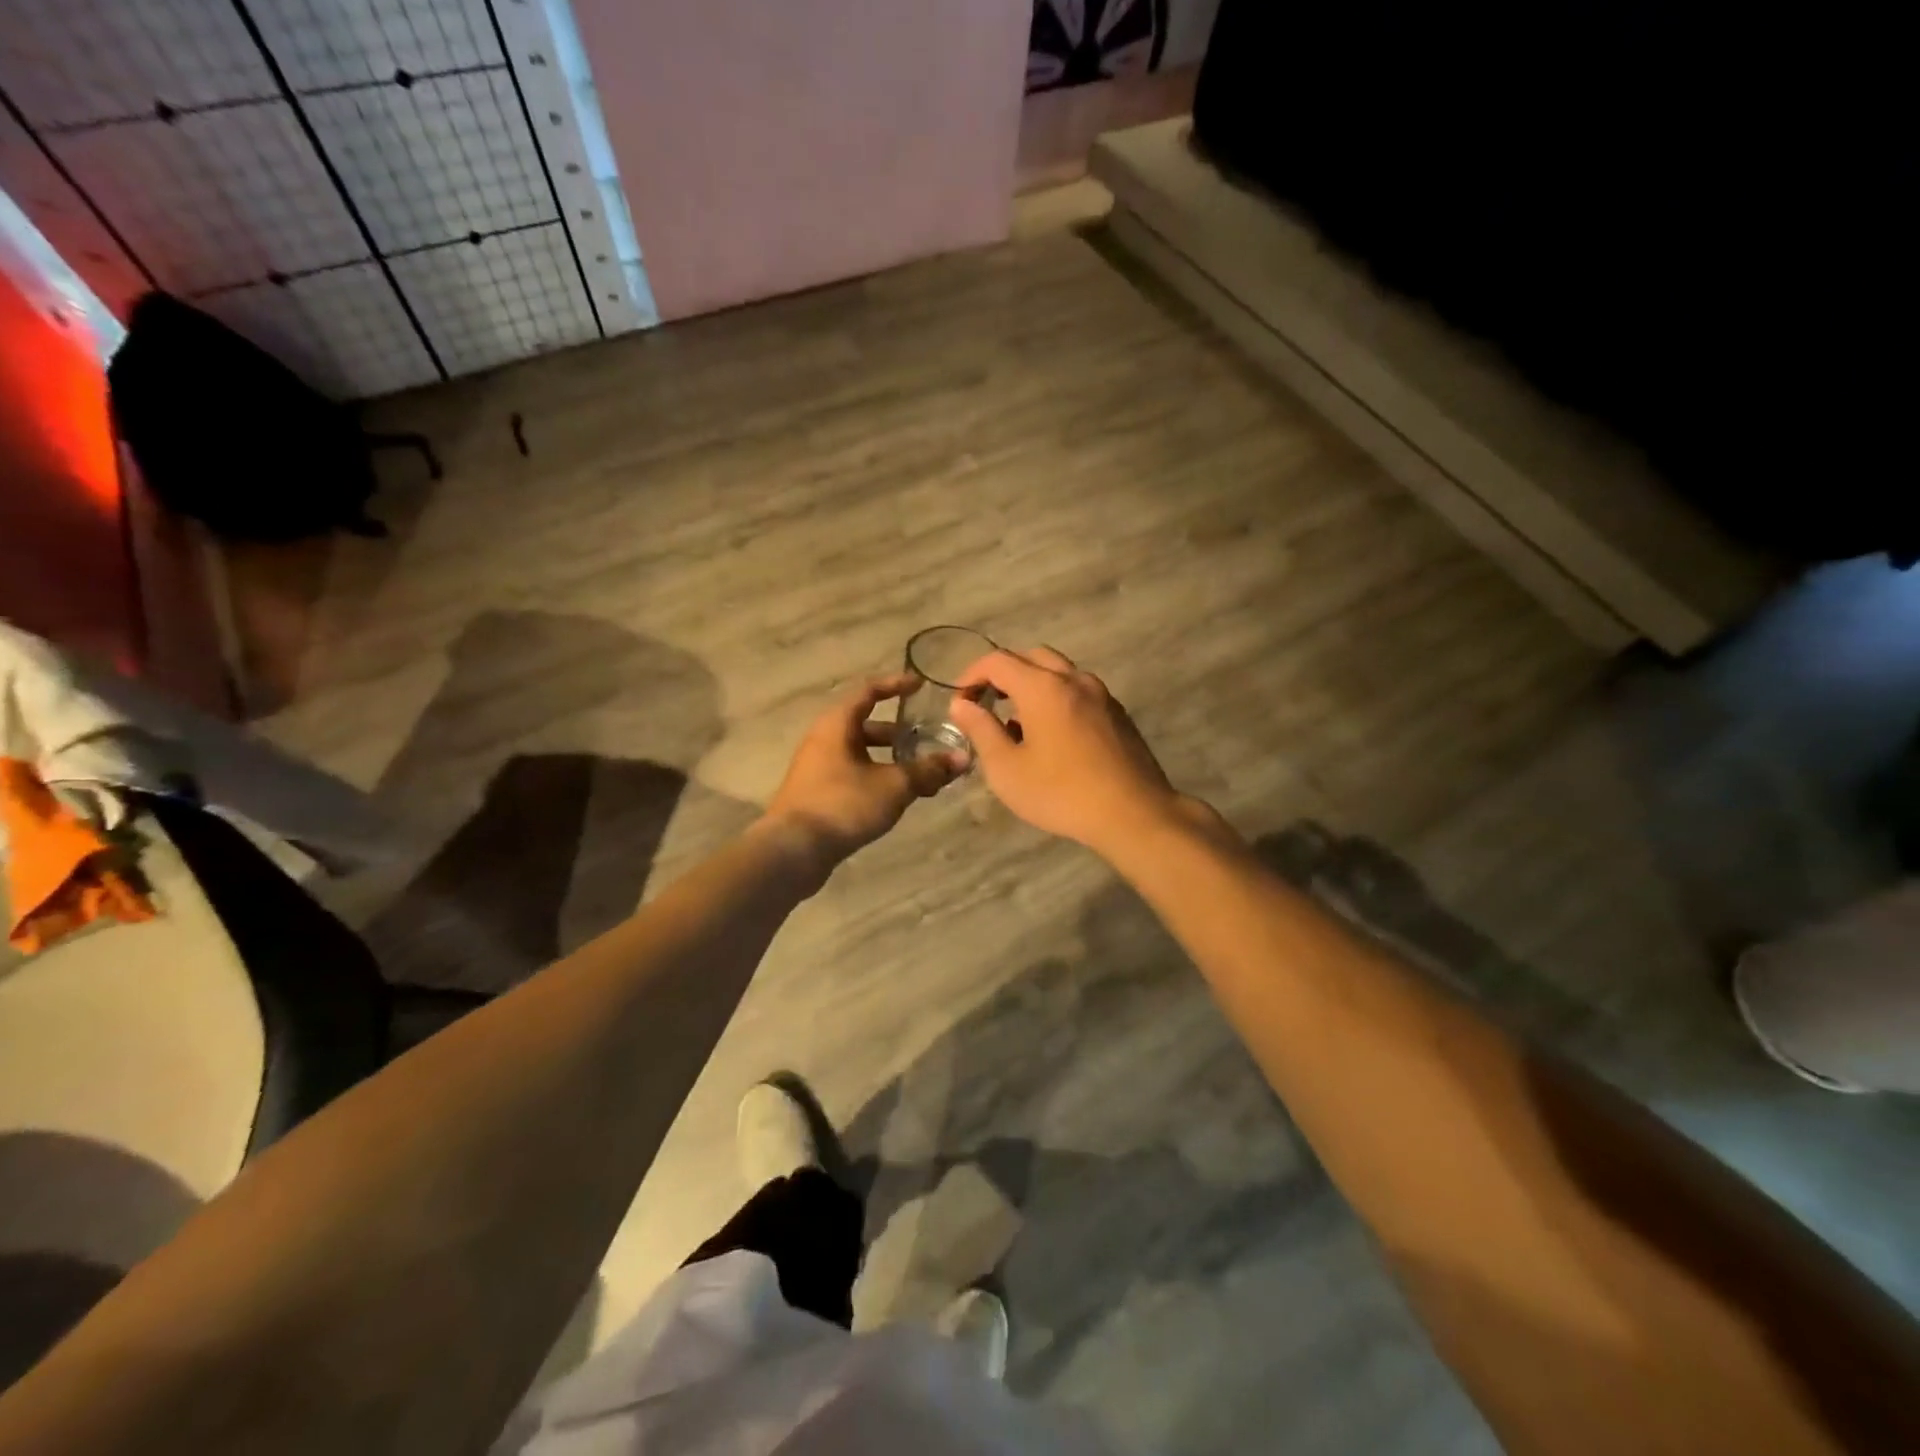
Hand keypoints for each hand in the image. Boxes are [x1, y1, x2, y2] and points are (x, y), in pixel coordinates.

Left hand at [764, 673, 963, 868]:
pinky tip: (897, 798)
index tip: (920, 685)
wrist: (793, 850)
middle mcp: (824, 739)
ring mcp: (818, 768)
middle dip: (899, 733)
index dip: (896, 685)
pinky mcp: (818, 794)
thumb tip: (962, 759)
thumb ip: (928, 770)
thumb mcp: (893, 785)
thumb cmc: (843, 804)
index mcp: (837, 724)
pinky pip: (853, 775)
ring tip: (921, 774)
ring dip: (891, 760)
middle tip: (927, 740)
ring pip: (861, 754)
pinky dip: (877, 778)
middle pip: (866, 725)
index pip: (869, 691)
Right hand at [949, 648, 1195, 855]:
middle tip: (986, 704)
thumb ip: (981, 731)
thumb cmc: (1062, 793)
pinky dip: (1055, 698)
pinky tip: (1051, 736)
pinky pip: (1078, 691)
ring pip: (1058, 672)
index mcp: (1043, 687)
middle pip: (1030, 657)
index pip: (998, 661)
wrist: (1134, 813)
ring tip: (1016, 723)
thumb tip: (961, 705)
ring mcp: (1100, 694)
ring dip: (1031, 685)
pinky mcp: (1117, 712)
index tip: (959, 703)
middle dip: (1002, 675)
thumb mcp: (1007, 769)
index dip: (971, 676)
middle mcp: (1074, 679)